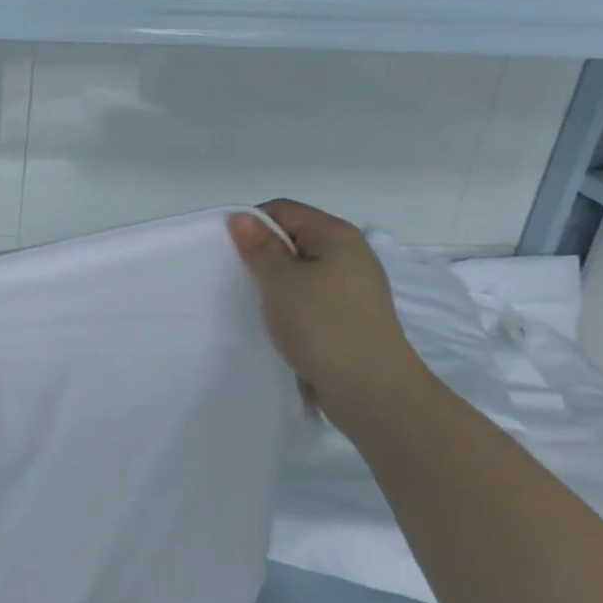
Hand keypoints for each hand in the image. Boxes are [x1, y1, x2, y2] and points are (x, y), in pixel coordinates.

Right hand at [227, 200, 430, 414]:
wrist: (372, 392)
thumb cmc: (323, 326)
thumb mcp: (281, 281)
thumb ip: (259, 247)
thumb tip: (241, 217)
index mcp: (336, 234)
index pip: (282, 210)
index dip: (251, 225)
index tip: (230, 253)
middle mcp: (350, 253)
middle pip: (293, 238)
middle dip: (262, 254)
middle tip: (237, 278)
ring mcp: (353, 287)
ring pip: (301, 270)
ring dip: (275, 283)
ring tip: (255, 303)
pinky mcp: (351, 316)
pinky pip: (311, 297)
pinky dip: (291, 304)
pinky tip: (278, 323)